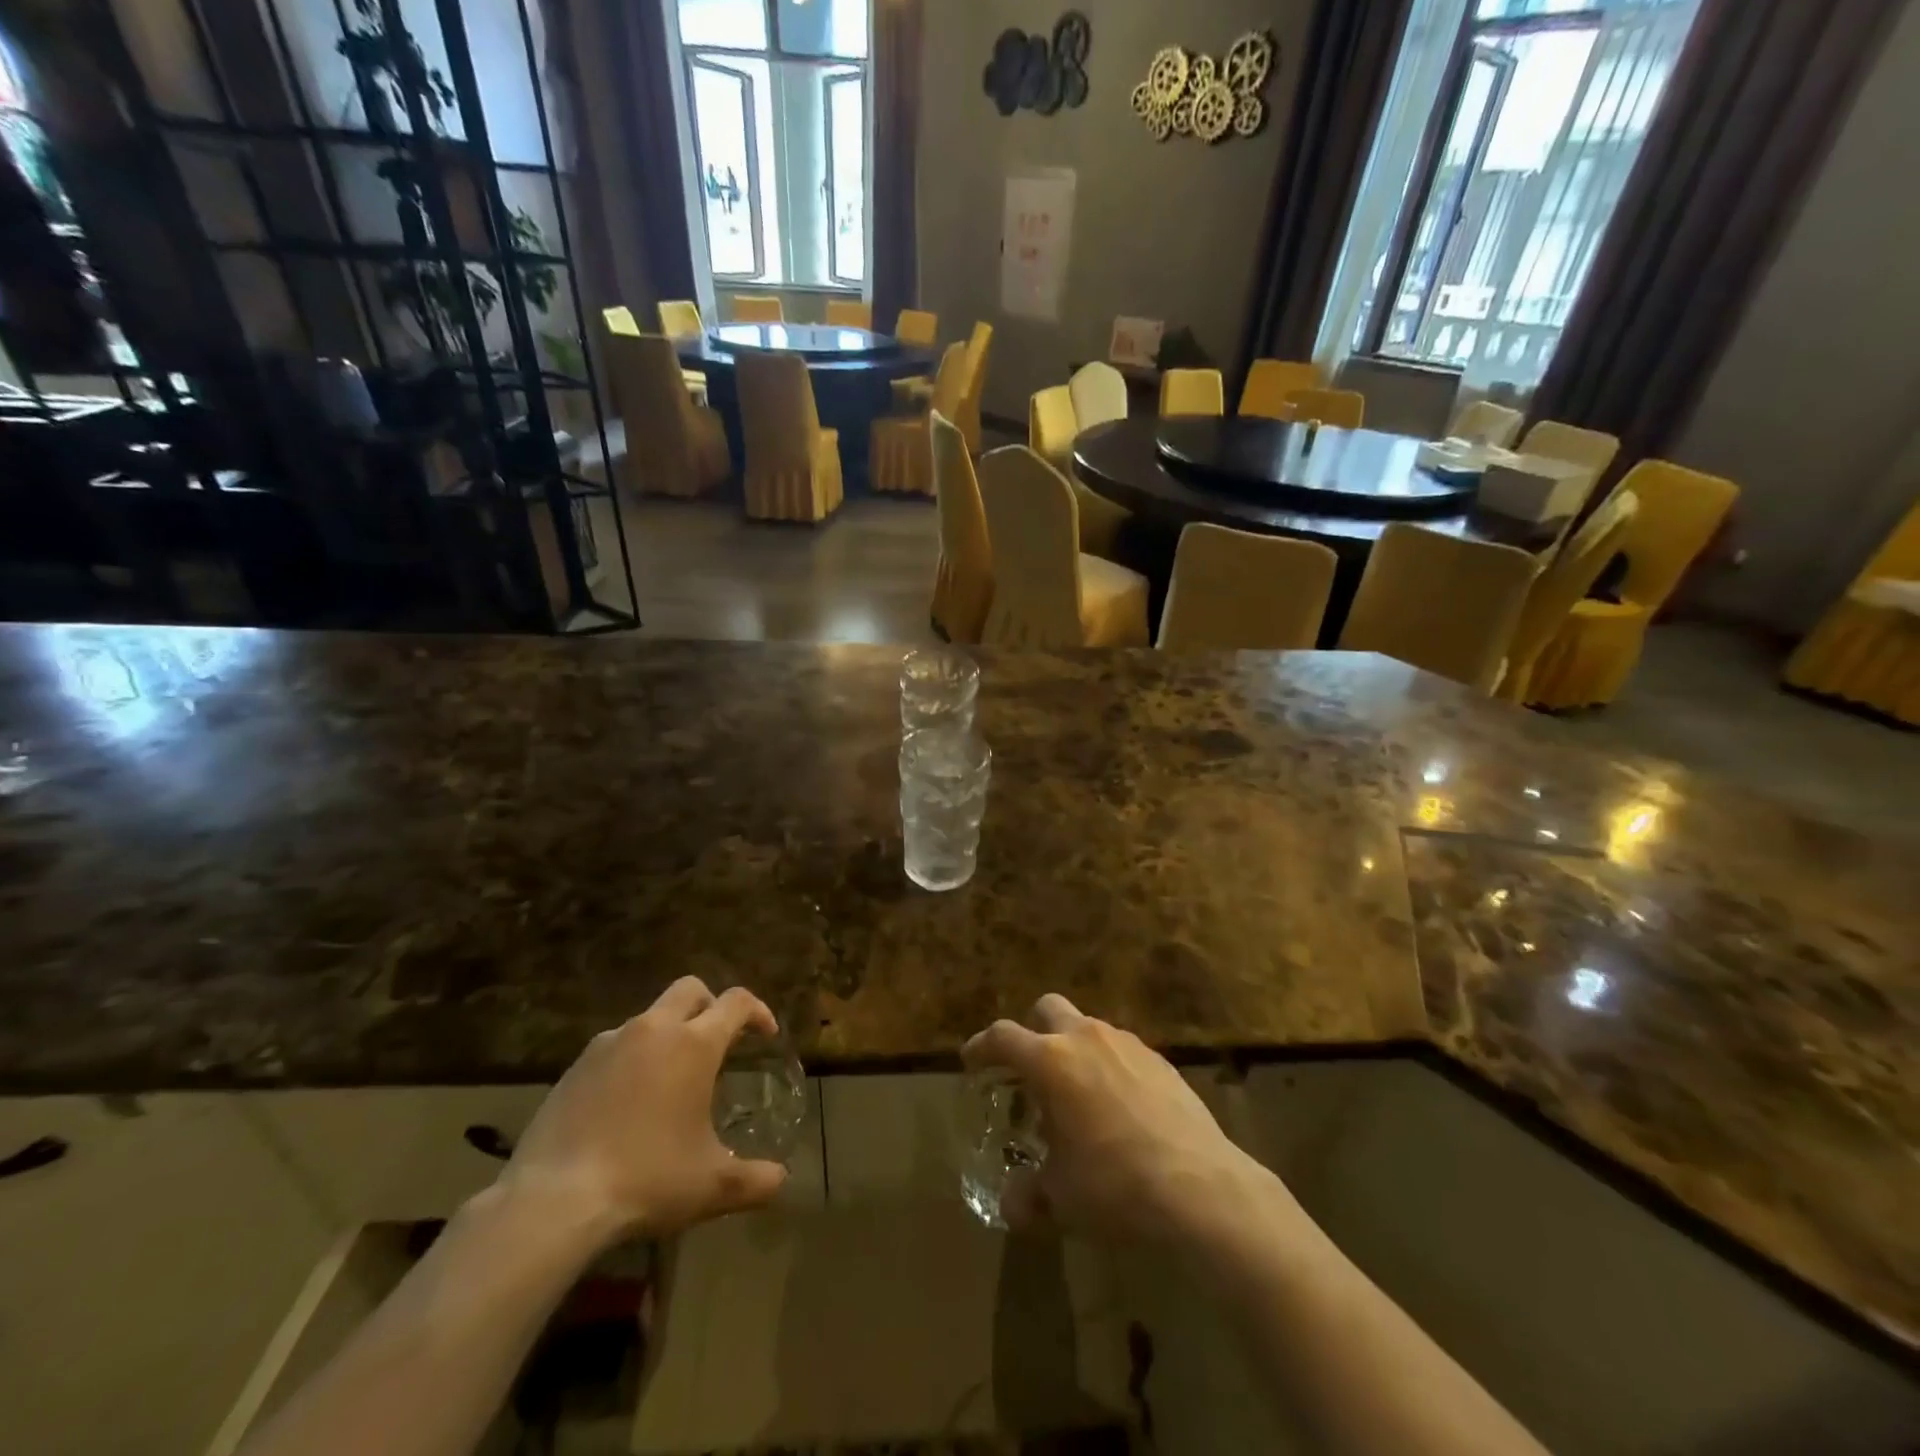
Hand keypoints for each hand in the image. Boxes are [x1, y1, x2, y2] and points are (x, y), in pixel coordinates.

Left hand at [497, 978, 787, 1245]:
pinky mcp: (575, 1067)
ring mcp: (609, 1044)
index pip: (736, 1002)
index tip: (766, 1034)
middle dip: (710, 1006)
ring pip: (649, 1017)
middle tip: (718, 1043)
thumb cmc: (646, 1179)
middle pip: (690, 990)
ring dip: (668, 1033)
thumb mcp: (711, 1186)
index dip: (758, 1011)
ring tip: (670, 1079)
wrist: (553, 1201)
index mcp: (694, 1044)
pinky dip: (632, 1059)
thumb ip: (755, 1180)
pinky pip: (615, 1046)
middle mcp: (653, 1030)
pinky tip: (628, 1103)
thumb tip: (781, 1180)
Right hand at [964, 994, 1278, 1243]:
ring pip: (1087, 1027)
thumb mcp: (1060, 1200)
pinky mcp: (1160, 1059)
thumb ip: (1027, 1196)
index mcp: (1050, 1062)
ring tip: (1077, 1094)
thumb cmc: (1115, 1187)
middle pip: (1047, 1008)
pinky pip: (1121, 1050)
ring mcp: (1126, 1044)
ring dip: (1073, 1049)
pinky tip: (1119, 1107)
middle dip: (1032, 1030)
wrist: (1200, 1187)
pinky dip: (1109, 1066)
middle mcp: (1085, 1038)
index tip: (972, 1060)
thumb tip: (1011, 1204)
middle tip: (1029, 1069)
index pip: (1002, 1037)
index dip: (981, 1046)